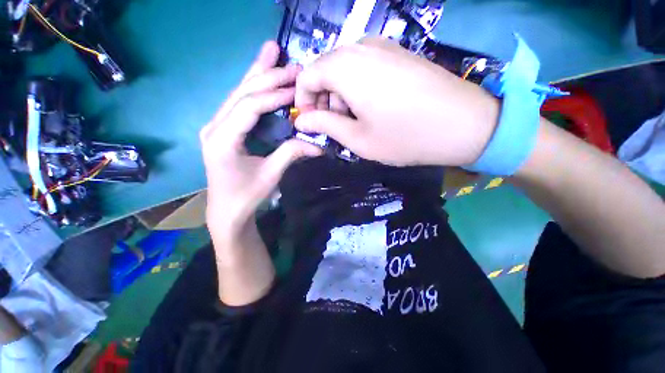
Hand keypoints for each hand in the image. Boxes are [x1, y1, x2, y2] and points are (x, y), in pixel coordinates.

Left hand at [201, 41, 320, 241]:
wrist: (227, 209)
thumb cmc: (246, 195)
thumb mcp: (271, 175)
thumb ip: (291, 154)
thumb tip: (318, 145)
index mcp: (222, 140)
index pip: (249, 108)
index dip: (273, 95)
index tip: (296, 87)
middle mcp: (214, 126)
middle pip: (241, 93)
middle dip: (266, 76)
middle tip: (289, 62)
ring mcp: (216, 125)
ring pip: (238, 93)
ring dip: (257, 74)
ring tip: (271, 52)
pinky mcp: (223, 128)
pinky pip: (239, 103)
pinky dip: (253, 88)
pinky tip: (260, 74)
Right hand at [294, 38, 499, 166]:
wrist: (464, 123)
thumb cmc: (404, 136)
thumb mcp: (358, 139)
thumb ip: (325, 126)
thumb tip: (301, 121)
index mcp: (346, 67)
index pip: (307, 76)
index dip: (303, 100)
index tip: (311, 122)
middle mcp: (361, 47)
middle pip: (325, 69)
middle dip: (323, 99)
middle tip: (336, 126)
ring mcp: (383, 46)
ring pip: (344, 68)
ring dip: (341, 94)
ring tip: (356, 120)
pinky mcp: (398, 53)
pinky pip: (364, 65)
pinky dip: (358, 86)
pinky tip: (373, 107)